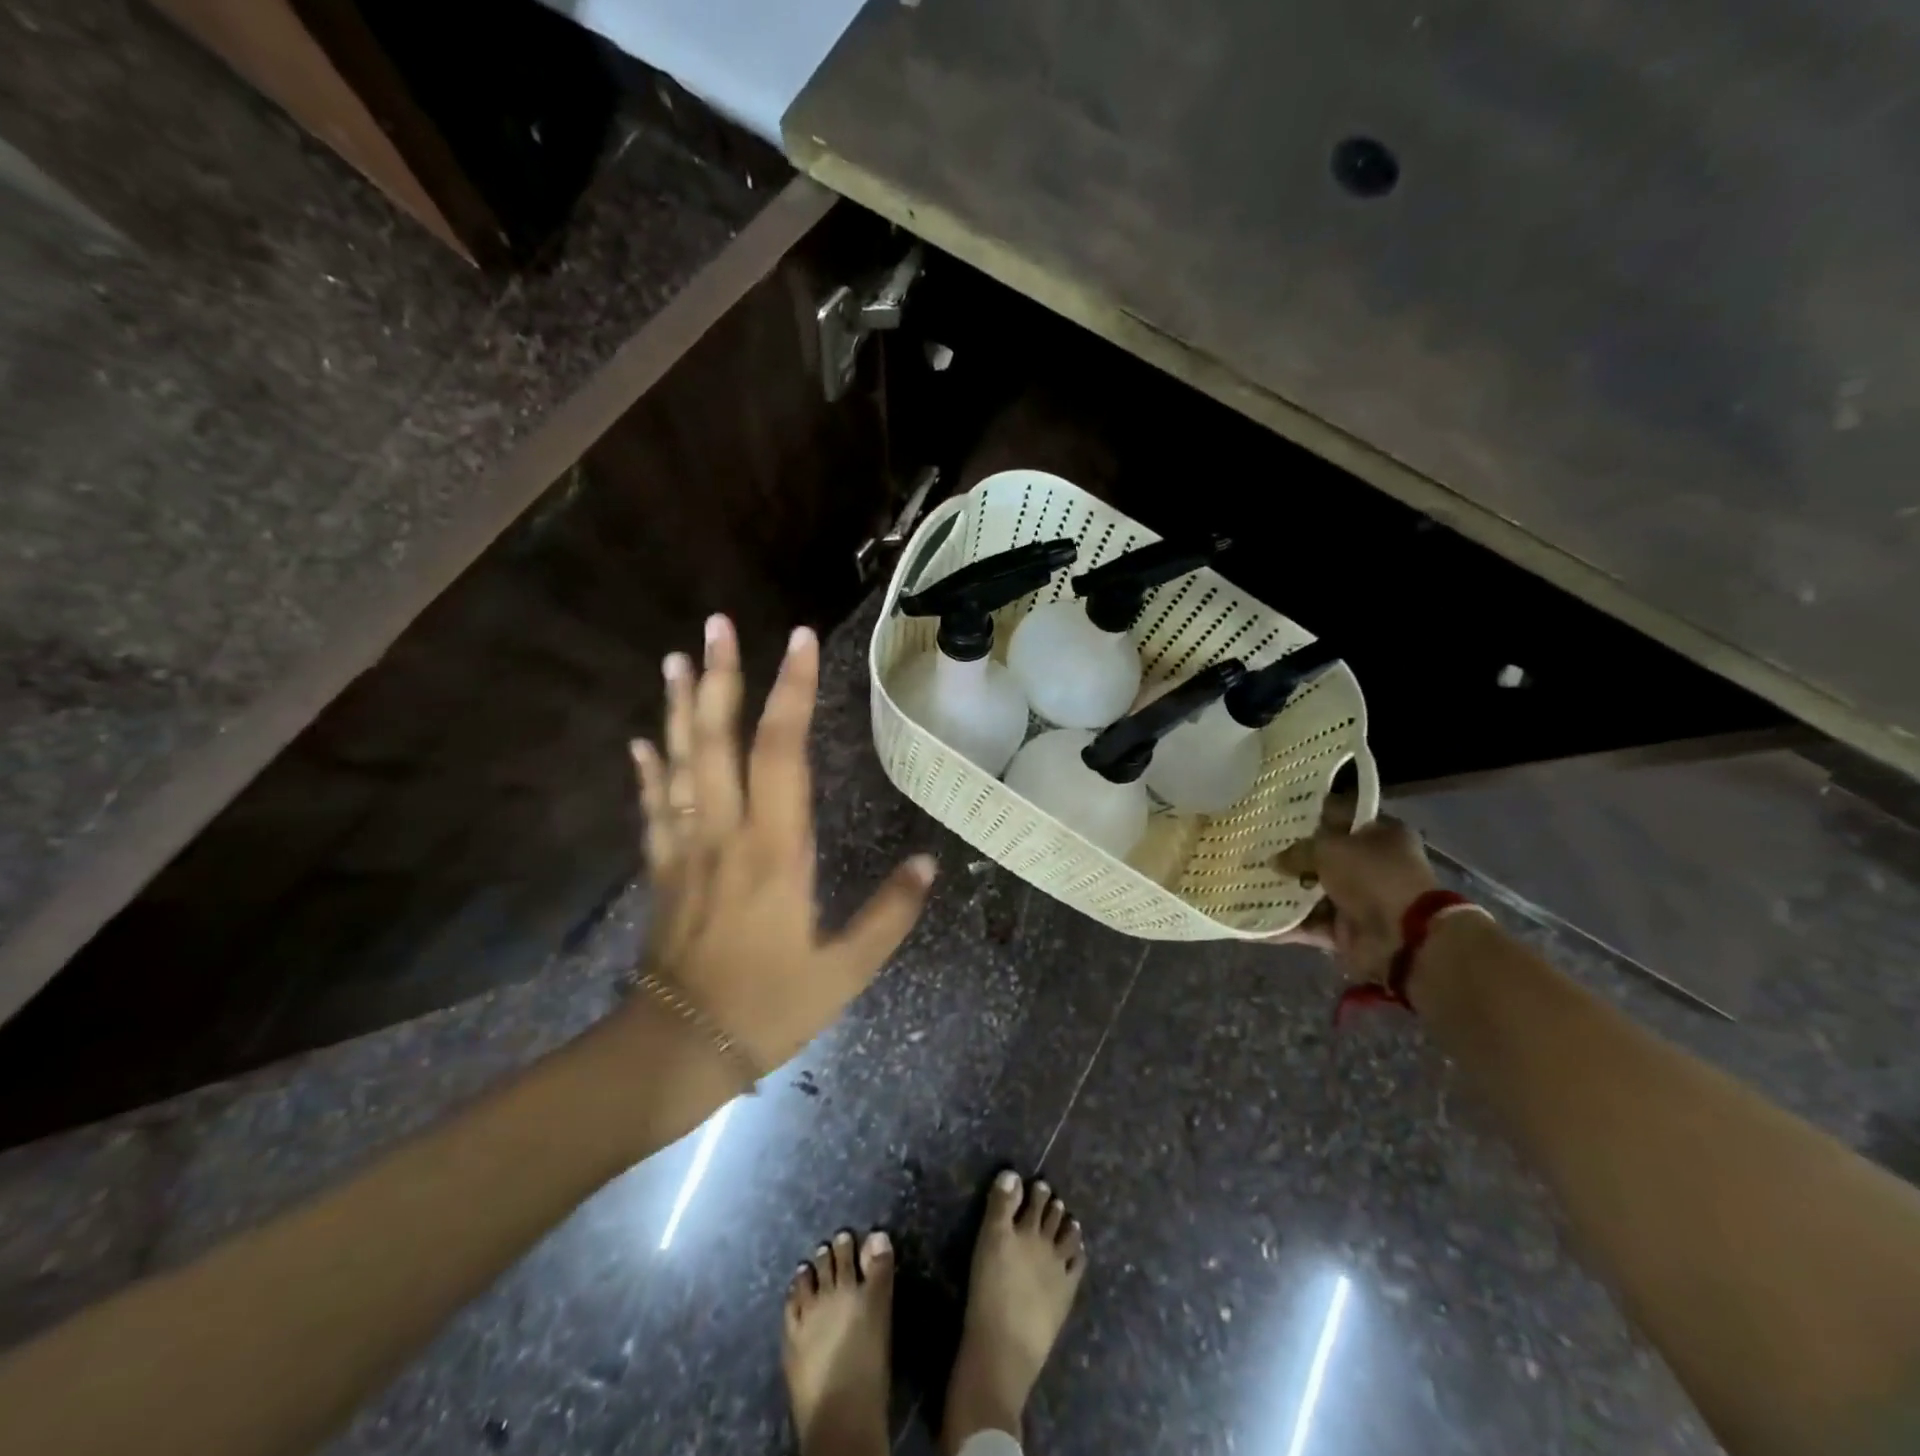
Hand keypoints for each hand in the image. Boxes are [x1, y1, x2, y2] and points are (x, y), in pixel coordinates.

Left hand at [628, 614, 935, 1069]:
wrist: (679, 1049)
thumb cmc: (769, 1008)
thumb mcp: (846, 970)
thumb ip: (890, 914)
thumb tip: (928, 862)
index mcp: (776, 849)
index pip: (782, 751)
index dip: (791, 692)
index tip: (798, 641)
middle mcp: (726, 833)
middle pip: (719, 740)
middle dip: (723, 677)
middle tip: (718, 622)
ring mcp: (686, 848)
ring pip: (678, 763)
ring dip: (679, 707)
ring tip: (678, 658)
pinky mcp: (661, 869)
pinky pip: (653, 808)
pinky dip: (648, 770)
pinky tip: (642, 741)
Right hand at [1271, 799, 1438, 984]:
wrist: (1404, 939)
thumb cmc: (1372, 876)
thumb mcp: (1329, 849)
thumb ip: (1297, 851)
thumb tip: (1274, 860)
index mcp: (1380, 834)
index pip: (1340, 816)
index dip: (1309, 815)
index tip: (1276, 816)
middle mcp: (1372, 865)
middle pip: (1323, 856)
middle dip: (1290, 856)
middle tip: (1254, 849)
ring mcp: (1359, 900)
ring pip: (1313, 891)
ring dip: (1284, 891)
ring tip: (1246, 882)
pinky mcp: (1346, 931)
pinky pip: (1309, 924)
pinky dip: (1284, 924)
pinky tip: (1253, 919)